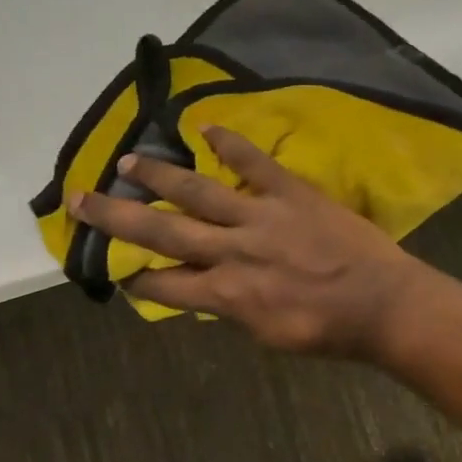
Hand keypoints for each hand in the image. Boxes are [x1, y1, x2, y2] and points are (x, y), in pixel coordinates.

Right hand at [67, 126, 435, 357]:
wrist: (381, 305)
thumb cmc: (325, 330)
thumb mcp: (267, 335)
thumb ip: (230, 309)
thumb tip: (203, 292)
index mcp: (225, 295)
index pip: (164, 286)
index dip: (134, 277)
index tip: (113, 267)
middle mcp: (232, 253)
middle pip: (162, 233)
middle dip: (117, 219)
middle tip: (80, 201)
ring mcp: (260, 218)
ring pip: (197, 193)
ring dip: (157, 176)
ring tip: (126, 160)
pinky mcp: (290, 193)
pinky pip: (253, 163)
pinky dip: (229, 142)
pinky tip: (204, 127)